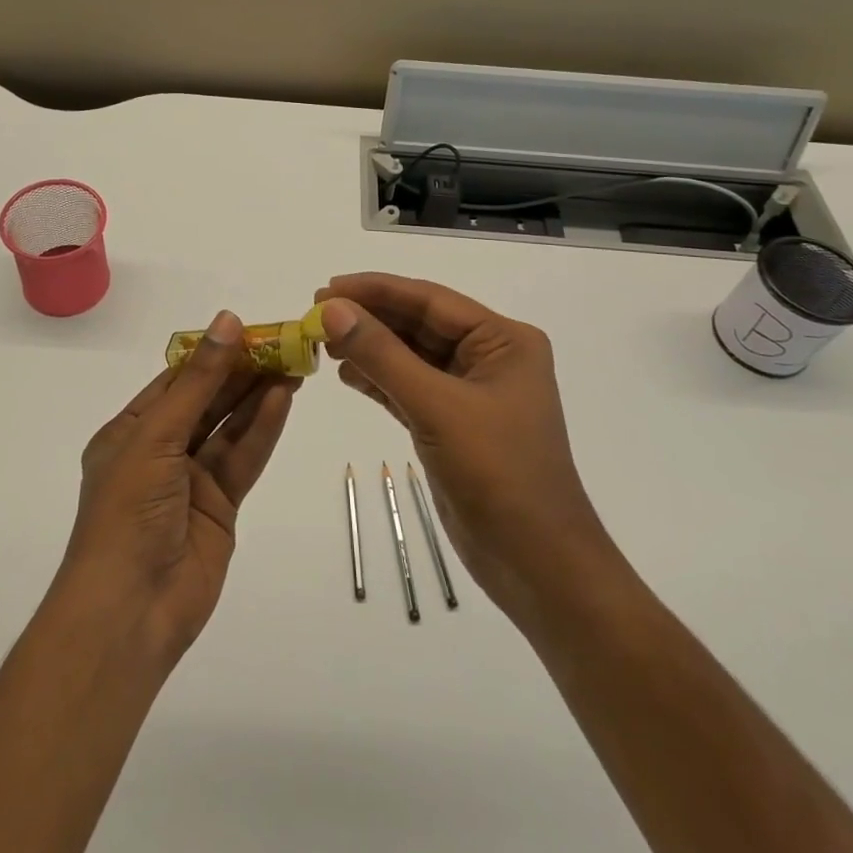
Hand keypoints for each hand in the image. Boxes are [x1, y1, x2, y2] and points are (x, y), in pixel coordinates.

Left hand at [60, 311, 295, 667]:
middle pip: (206, 401)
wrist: (130, 610)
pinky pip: (242, 459)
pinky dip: (262, 430)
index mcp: (129, 432)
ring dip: (257, 397)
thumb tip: (227, 322)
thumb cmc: (128, 512)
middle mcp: (160, 451)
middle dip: (241, 373)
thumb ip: (198, 382)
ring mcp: (191, 480)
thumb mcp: (157, 436)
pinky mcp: (220, 507)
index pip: (175, 381)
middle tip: (282, 344)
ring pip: (229, 428)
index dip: (211, 354)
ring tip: (293, 365)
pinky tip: (283, 400)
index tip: (248, 329)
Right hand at [315, 274, 613, 633]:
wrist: (537, 563)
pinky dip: (378, 379)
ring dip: (369, 348)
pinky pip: (409, 386)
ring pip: (410, 355)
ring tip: (323, 344)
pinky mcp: (452, 423)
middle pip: (418, 324)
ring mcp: (471, 392)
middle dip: (369, 318)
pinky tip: (346, 374)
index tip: (325, 288)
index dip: (375, 290)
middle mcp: (489, 357)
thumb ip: (382, 355)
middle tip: (315, 314)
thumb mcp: (436, 407)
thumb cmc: (498, 473)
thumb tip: (331, 310)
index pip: (429, 300)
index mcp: (503, 340)